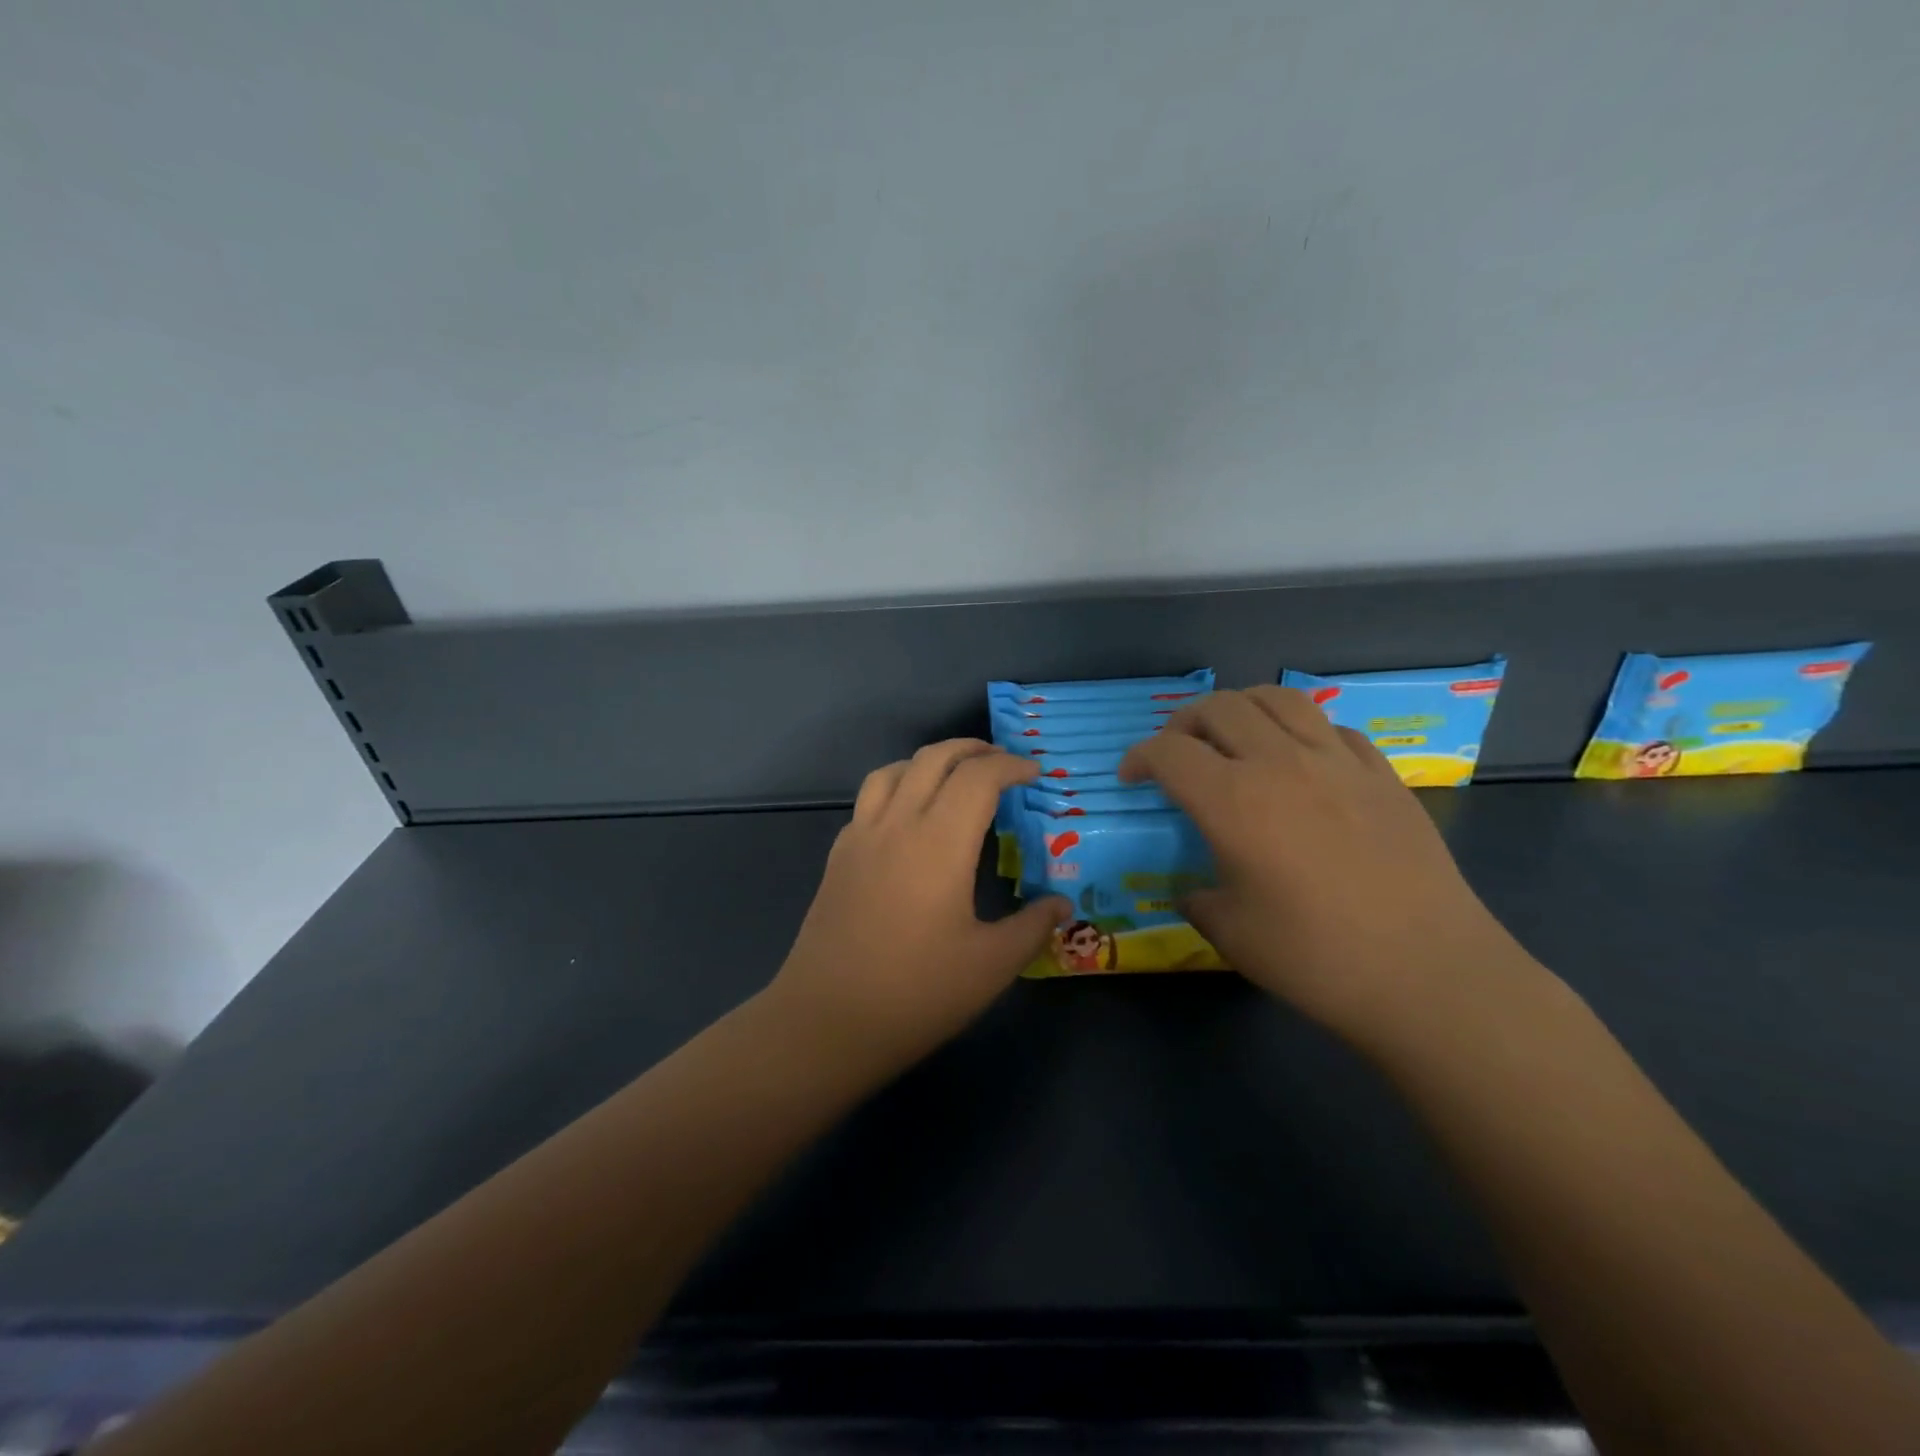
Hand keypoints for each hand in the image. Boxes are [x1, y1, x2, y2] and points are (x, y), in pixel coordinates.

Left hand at [767, 740, 1069, 1071]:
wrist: (827, 1021)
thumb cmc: (917, 992)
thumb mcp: (991, 965)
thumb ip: (1032, 926)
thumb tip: (1062, 903)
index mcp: (940, 842)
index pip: (979, 777)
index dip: (1011, 766)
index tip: (1035, 774)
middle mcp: (898, 824)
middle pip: (934, 759)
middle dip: (973, 749)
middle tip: (1003, 762)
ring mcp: (861, 837)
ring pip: (894, 770)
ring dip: (930, 761)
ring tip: (956, 777)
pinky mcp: (838, 856)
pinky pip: (870, 798)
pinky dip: (898, 786)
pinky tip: (909, 817)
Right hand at [1119, 687, 1532, 1041]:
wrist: (1429, 973)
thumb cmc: (1316, 958)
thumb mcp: (1231, 933)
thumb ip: (1198, 898)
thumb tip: (1192, 889)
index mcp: (1233, 801)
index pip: (1169, 751)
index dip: (1140, 757)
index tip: (1133, 778)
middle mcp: (1280, 763)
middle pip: (1219, 708)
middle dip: (1184, 723)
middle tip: (1178, 753)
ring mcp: (1337, 762)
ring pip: (1277, 699)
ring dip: (1241, 708)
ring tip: (1234, 736)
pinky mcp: (1381, 774)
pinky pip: (1331, 727)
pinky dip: (1300, 731)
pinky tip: (1301, 760)